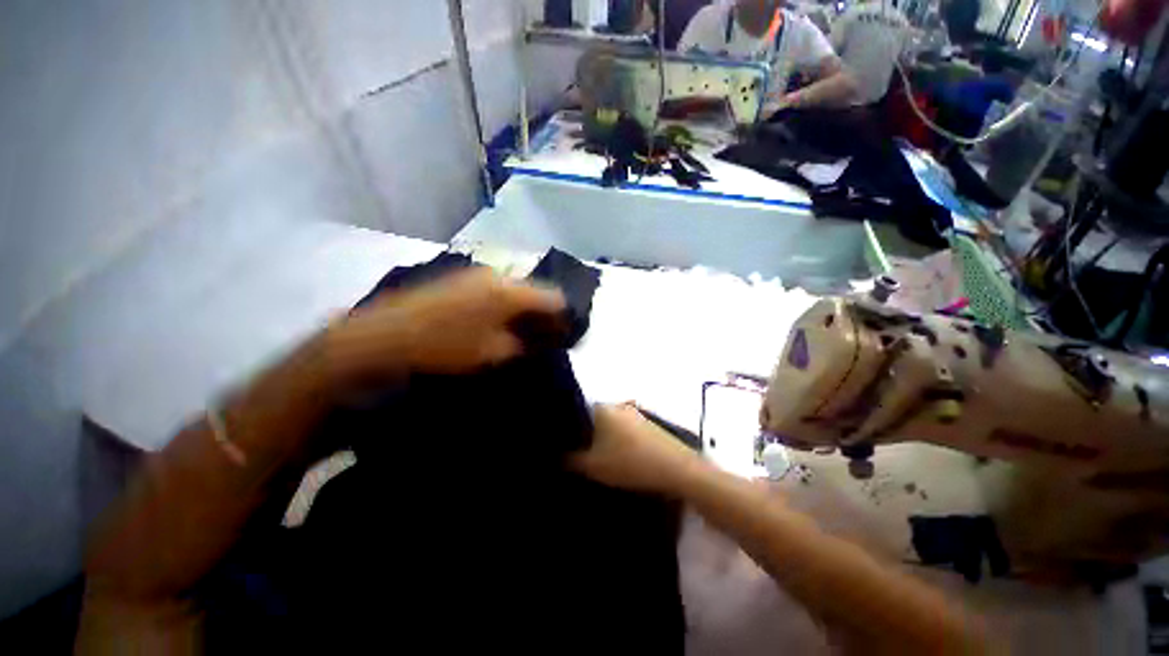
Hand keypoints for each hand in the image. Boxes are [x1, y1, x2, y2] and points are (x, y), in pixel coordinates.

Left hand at [328, 267, 565, 380]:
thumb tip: (540, 339)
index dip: (564, 316)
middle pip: (533, 290)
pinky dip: (501, 304)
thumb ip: (524, 343)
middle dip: (542, 312)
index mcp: (510, 291)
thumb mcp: (493, 352)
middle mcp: (496, 274)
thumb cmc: (445, 347)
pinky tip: (493, 322)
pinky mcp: (457, 278)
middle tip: (544, 335)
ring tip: (519, 331)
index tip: (567, 334)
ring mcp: (474, 273)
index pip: (553, 297)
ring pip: (512, 288)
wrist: (383, 337)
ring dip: (521, 308)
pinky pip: (492, 289)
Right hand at [572, 403, 707, 496]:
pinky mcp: (648, 422)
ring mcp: (635, 412)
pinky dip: (618, 437)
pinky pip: (625, 427)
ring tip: (598, 454)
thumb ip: (570, 460)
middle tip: (580, 450)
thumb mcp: (593, 467)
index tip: (563, 441)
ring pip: (611, 421)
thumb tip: (557, 456)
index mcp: (602, 408)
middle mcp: (617, 404)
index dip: (569, 425)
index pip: (576, 409)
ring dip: (603, 435)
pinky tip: (619, 453)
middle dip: (586, 431)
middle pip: (594, 415)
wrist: (675, 468)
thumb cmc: (630, 463)